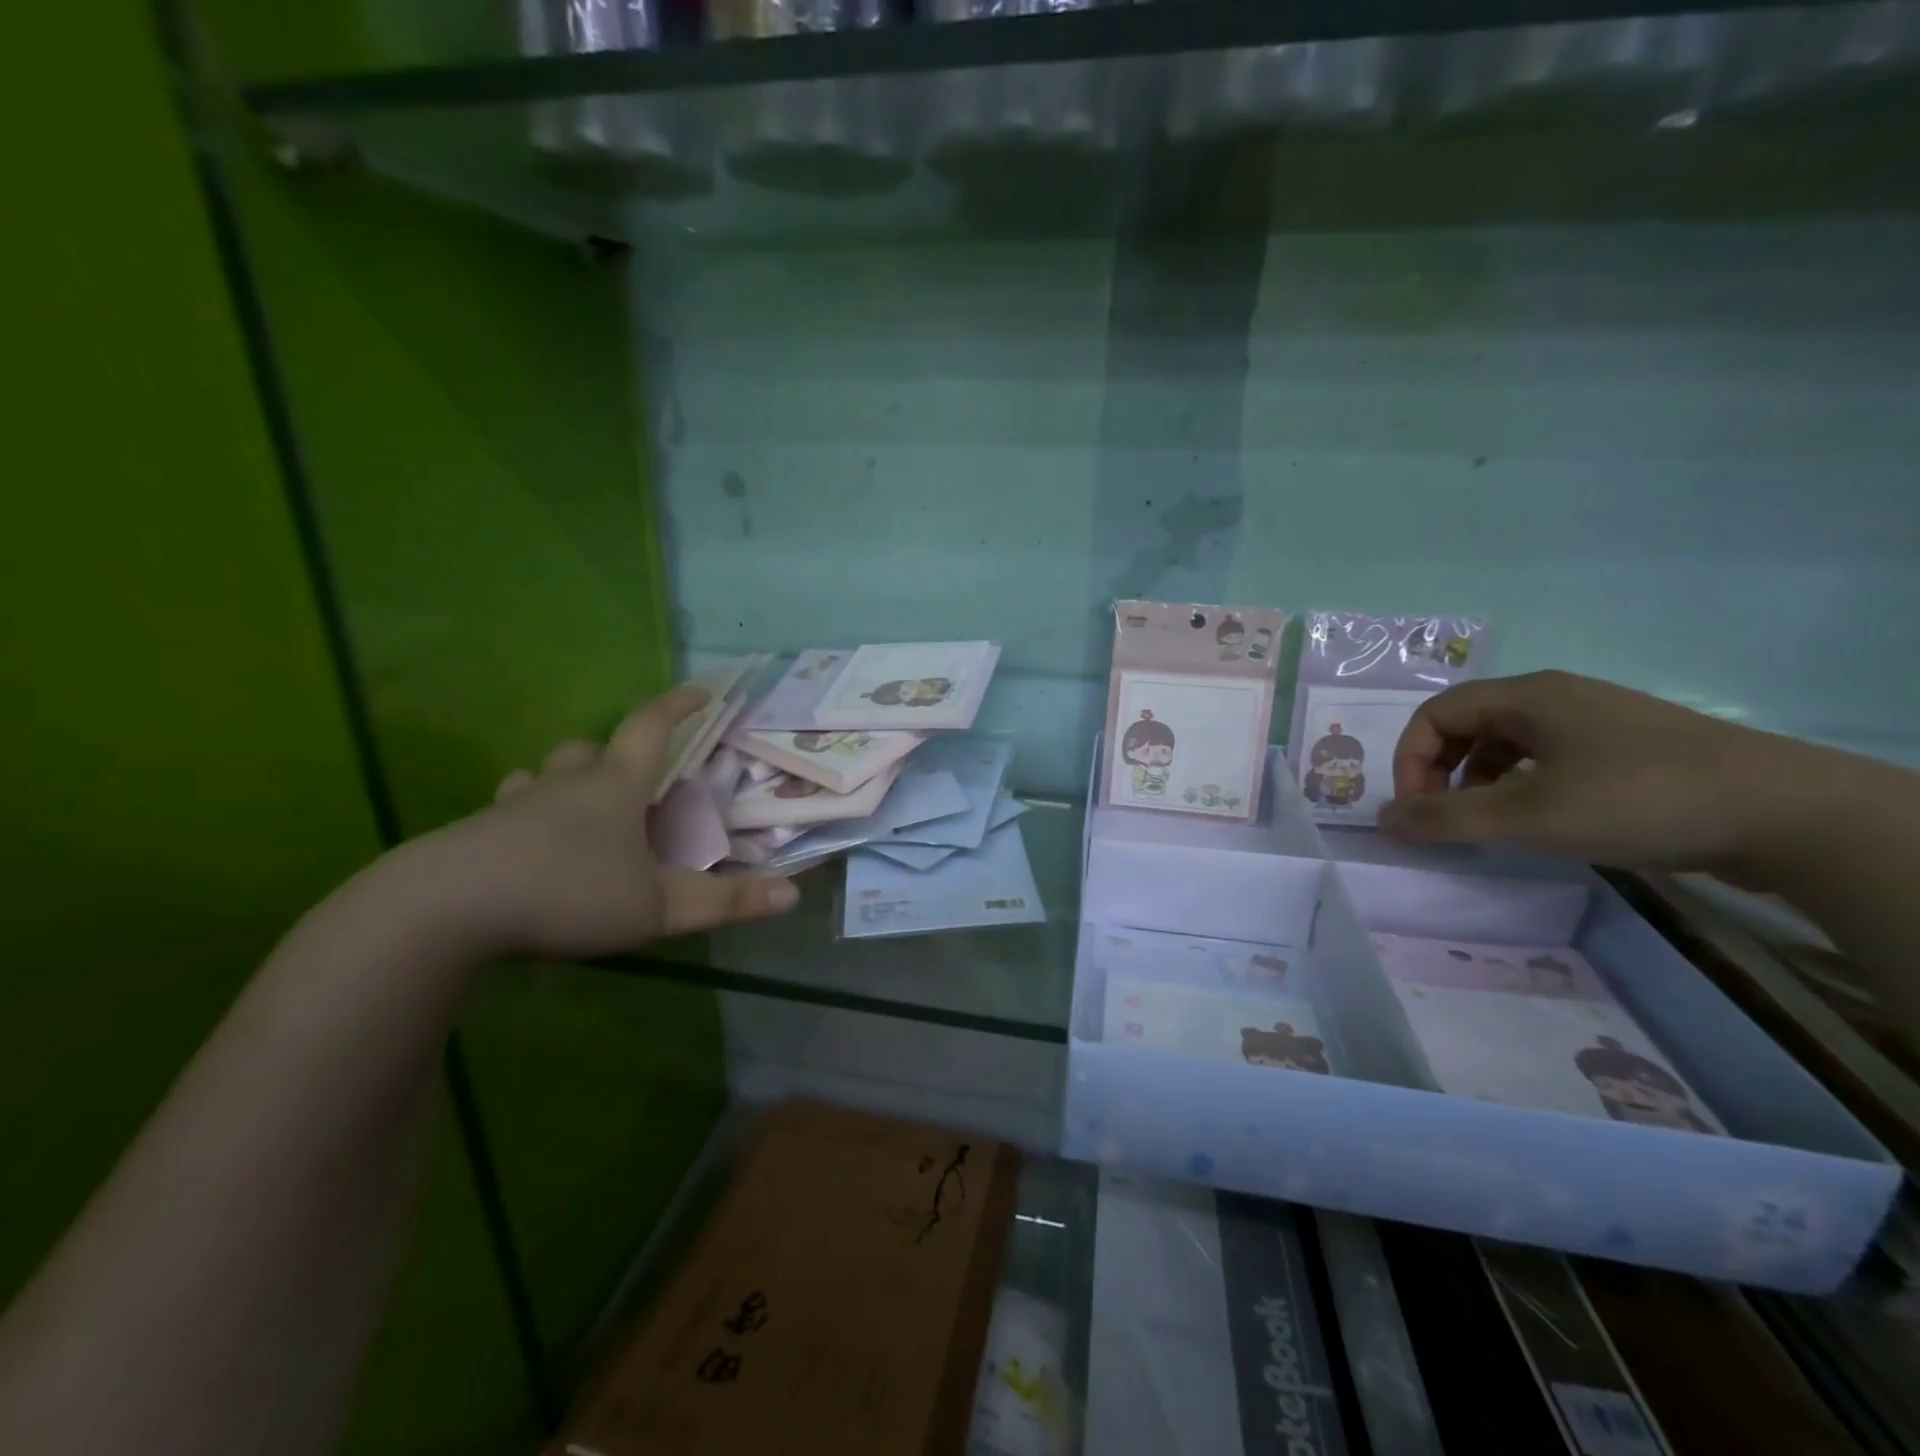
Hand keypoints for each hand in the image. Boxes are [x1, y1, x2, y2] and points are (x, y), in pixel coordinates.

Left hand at [405, 686, 797, 961]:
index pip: (650, 728)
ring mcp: (510, 808)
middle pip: (586, 749)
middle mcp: (562, 785)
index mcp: (613, 787)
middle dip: (611, 753)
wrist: (443, 912)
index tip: (699, 691)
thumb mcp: (657, 906)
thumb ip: (725, 901)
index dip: (677, 706)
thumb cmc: (567, 894)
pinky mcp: (472, 837)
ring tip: (573, 812)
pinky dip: (521, 823)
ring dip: (559, 783)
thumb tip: (792, 894)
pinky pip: (504, 815)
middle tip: (628, 778)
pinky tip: (524, 858)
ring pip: (538, 776)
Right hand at [1376, 670, 1811, 873]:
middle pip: (1469, 725)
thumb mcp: (1526, 816)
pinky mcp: (1629, 750)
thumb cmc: (1636, 800)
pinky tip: (1540, 820)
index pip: (1436, 714)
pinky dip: (1522, 786)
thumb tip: (1382, 820)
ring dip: (1479, 781)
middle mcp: (1557, 698)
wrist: (1788, 814)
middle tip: (1443, 817)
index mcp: (1527, 696)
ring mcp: (1598, 722)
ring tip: (1488, 825)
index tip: (1416, 809)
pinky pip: (1548, 758)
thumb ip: (1445, 818)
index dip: (1410, 760)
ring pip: (1508, 744)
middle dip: (1441, 771)